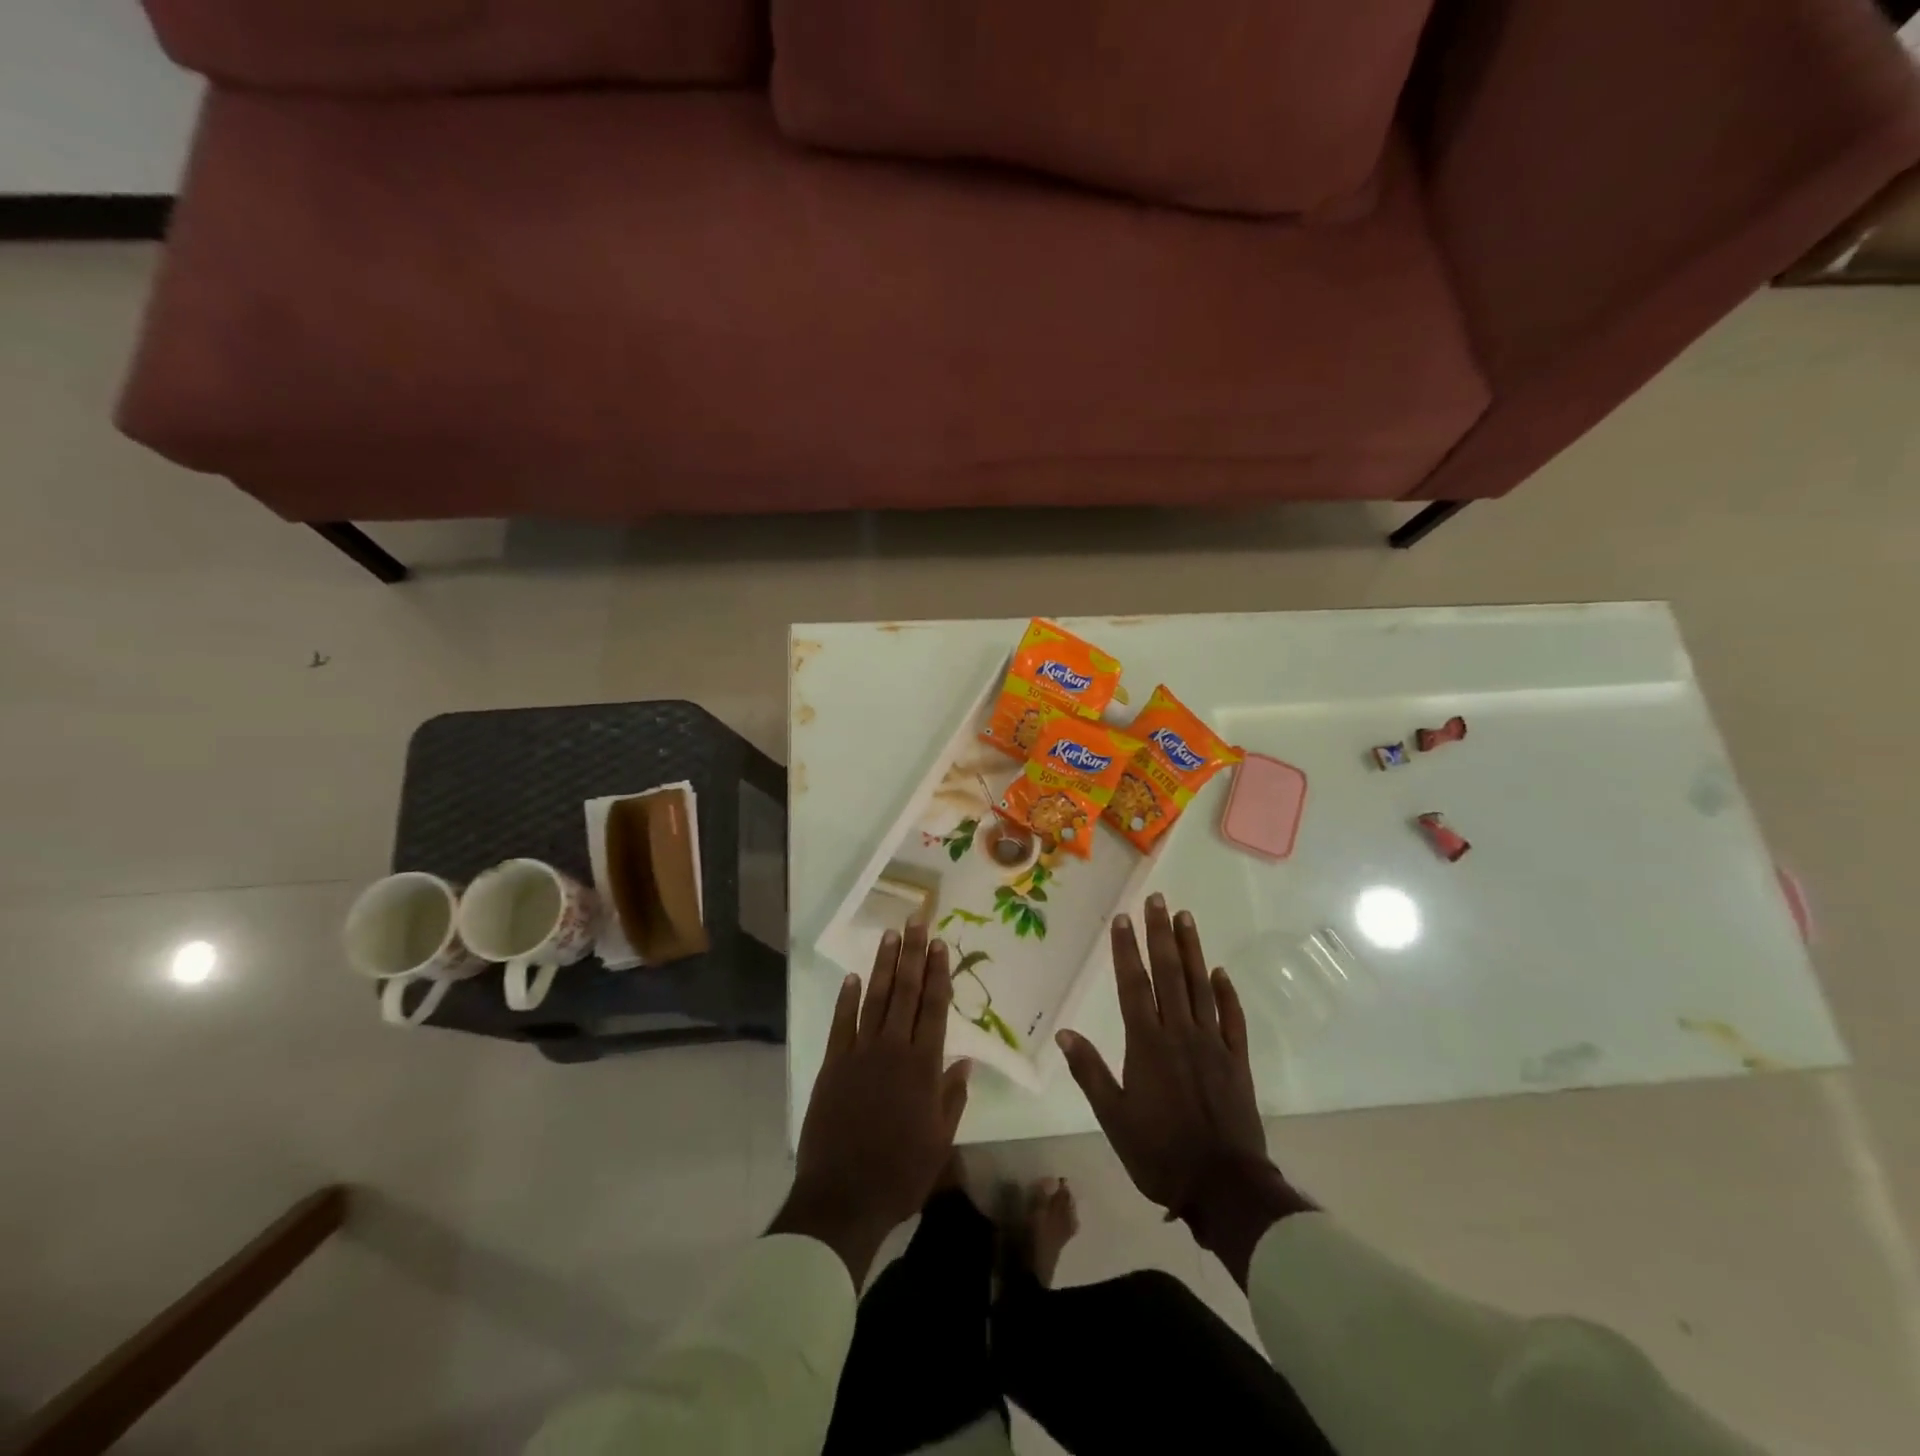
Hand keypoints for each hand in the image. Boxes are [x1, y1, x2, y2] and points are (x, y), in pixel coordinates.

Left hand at [770, 925, 970, 1282]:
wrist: (843, 1197)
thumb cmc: (900, 1173)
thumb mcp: (940, 1141)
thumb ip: (952, 1096)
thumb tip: (965, 1060)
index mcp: (923, 1067)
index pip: (934, 1008)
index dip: (938, 974)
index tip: (941, 945)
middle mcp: (892, 1050)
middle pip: (906, 993)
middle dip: (913, 955)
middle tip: (917, 922)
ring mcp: (859, 1054)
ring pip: (875, 999)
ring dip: (884, 966)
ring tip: (890, 936)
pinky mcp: (832, 1065)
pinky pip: (841, 1023)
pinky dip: (847, 999)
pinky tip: (853, 977)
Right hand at [1057, 895, 1310, 1283]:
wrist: (1224, 1186)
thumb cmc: (1160, 1153)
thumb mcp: (1113, 1118)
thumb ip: (1089, 1072)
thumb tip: (1065, 1032)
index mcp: (1147, 1044)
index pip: (1134, 985)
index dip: (1126, 950)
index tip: (1123, 919)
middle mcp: (1180, 1033)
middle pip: (1169, 974)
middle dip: (1160, 934)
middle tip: (1157, 900)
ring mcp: (1213, 1044)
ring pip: (1201, 986)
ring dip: (1192, 950)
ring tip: (1185, 917)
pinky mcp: (1237, 1061)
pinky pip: (1232, 1018)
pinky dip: (1227, 993)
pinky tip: (1220, 972)